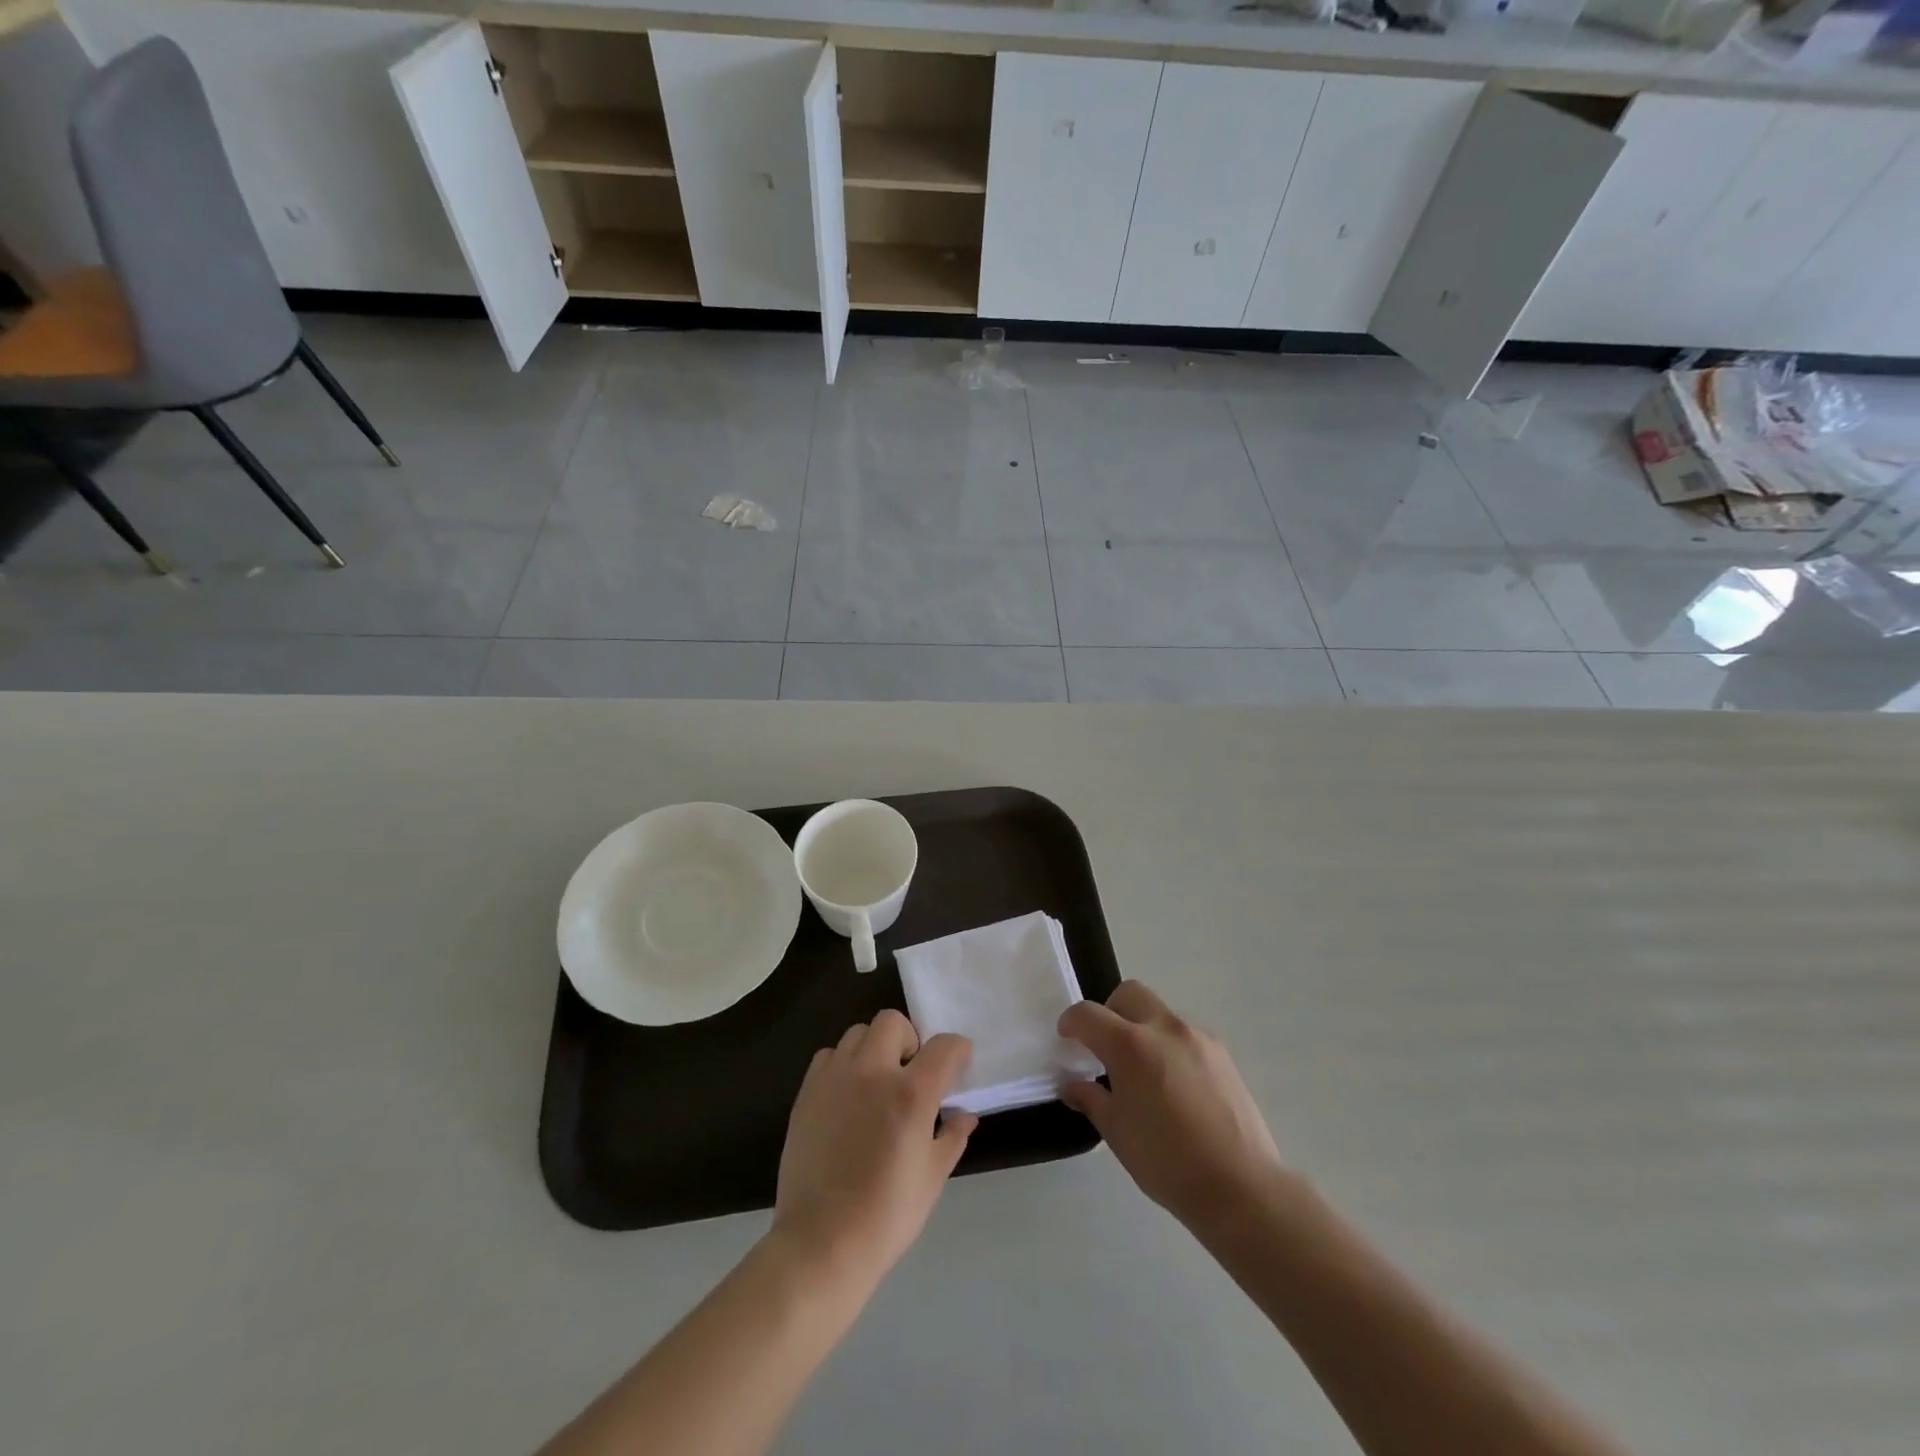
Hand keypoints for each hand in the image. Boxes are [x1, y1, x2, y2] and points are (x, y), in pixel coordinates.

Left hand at [771, 1011, 976, 1290]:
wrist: (821, 1244)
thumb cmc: (886, 1216)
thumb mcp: (932, 1178)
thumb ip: (952, 1137)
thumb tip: (966, 1115)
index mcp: (910, 1093)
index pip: (944, 1046)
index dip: (958, 1051)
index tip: (958, 1065)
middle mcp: (872, 1072)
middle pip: (893, 1022)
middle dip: (910, 1040)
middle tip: (911, 1073)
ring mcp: (835, 1078)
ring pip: (858, 1033)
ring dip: (874, 1049)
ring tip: (876, 1083)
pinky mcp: (807, 1092)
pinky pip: (829, 1056)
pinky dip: (843, 1065)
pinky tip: (848, 1096)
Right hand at [1058, 981, 1284, 1236]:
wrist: (1240, 1186)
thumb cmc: (1166, 1161)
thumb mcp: (1117, 1133)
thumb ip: (1091, 1099)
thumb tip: (1074, 1084)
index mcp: (1130, 1045)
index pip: (1089, 1015)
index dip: (1071, 1022)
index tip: (1067, 1037)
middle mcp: (1164, 1028)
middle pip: (1129, 994)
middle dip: (1110, 1010)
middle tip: (1105, 1045)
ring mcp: (1198, 1038)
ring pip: (1160, 1014)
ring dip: (1143, 1029)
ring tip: (1143, 1072)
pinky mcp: (1222, 1054)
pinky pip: (1186, 1036)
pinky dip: (1170, 1047)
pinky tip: (1174, 1086)